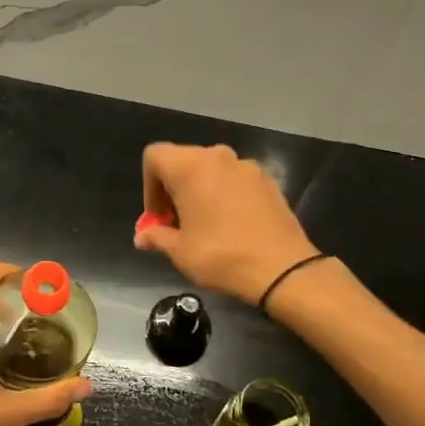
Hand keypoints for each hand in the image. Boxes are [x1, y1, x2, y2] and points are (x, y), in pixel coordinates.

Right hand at [135, 142, 325, 305]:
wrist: (283, 269)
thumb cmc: (221, 256)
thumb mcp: (180, 251)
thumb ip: (157, 237)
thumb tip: (142, 237)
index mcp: (191, 166)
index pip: (154, 156)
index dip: (149, 186)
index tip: (159, 217)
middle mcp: (218, 157)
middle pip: (182, 161)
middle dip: (173, 188)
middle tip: (177, 222)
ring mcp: (247, 166)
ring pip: (210, 169)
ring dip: (200, 190)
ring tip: (205, 224)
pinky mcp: (268, 180)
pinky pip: (234, 179)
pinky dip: (225, 193)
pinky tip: (232, 224)